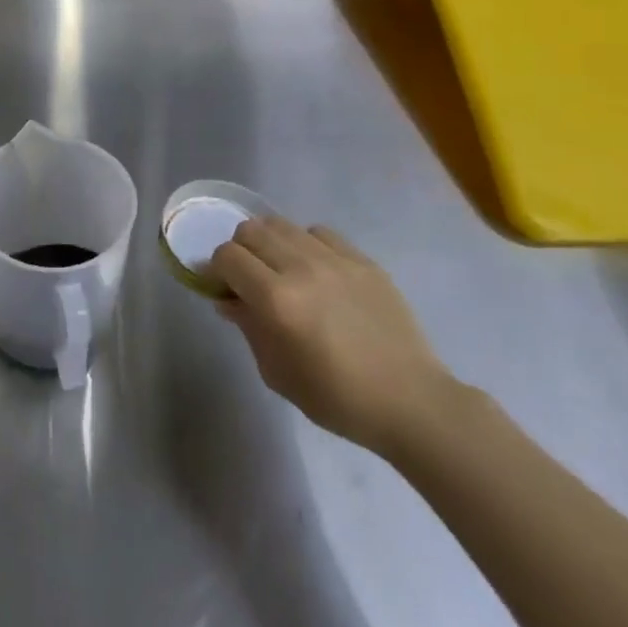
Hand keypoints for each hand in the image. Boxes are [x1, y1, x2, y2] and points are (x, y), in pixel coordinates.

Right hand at [211, 217, 454, 458]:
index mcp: (277, 300)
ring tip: (280, 270)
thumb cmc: (338, 399)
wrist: (412, 402)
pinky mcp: (362, 259)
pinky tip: (315, 271)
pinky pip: (319, 232)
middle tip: (248, 279)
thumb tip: (228, 299)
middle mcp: (302, 268)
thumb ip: (249, 327)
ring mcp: (335, 259)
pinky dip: (305, 244)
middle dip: (239, 252)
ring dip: (269, 244)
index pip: (227, 257)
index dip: (215, 270)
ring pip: (282, 224)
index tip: (221, 288)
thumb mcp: (277, 373)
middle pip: (250, 230)